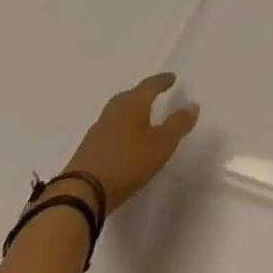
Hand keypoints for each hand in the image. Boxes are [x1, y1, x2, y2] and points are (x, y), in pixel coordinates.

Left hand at [62, 73, 198, 210]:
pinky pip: (107, 131)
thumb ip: (178, 124)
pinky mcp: (86, 151)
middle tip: (153, 94)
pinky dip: (117, 130)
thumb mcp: (162, 144)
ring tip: (139, 118)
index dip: (161, 81)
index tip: (171, 78)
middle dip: (142, 94)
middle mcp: (113, 112)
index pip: (149, 86)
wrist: (80, 194)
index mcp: (133, 105)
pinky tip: (121, 141)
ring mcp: (96, 132)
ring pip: (116, 114)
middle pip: (129, 97)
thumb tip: (192, 105)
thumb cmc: (127, 163)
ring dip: (128, 112)